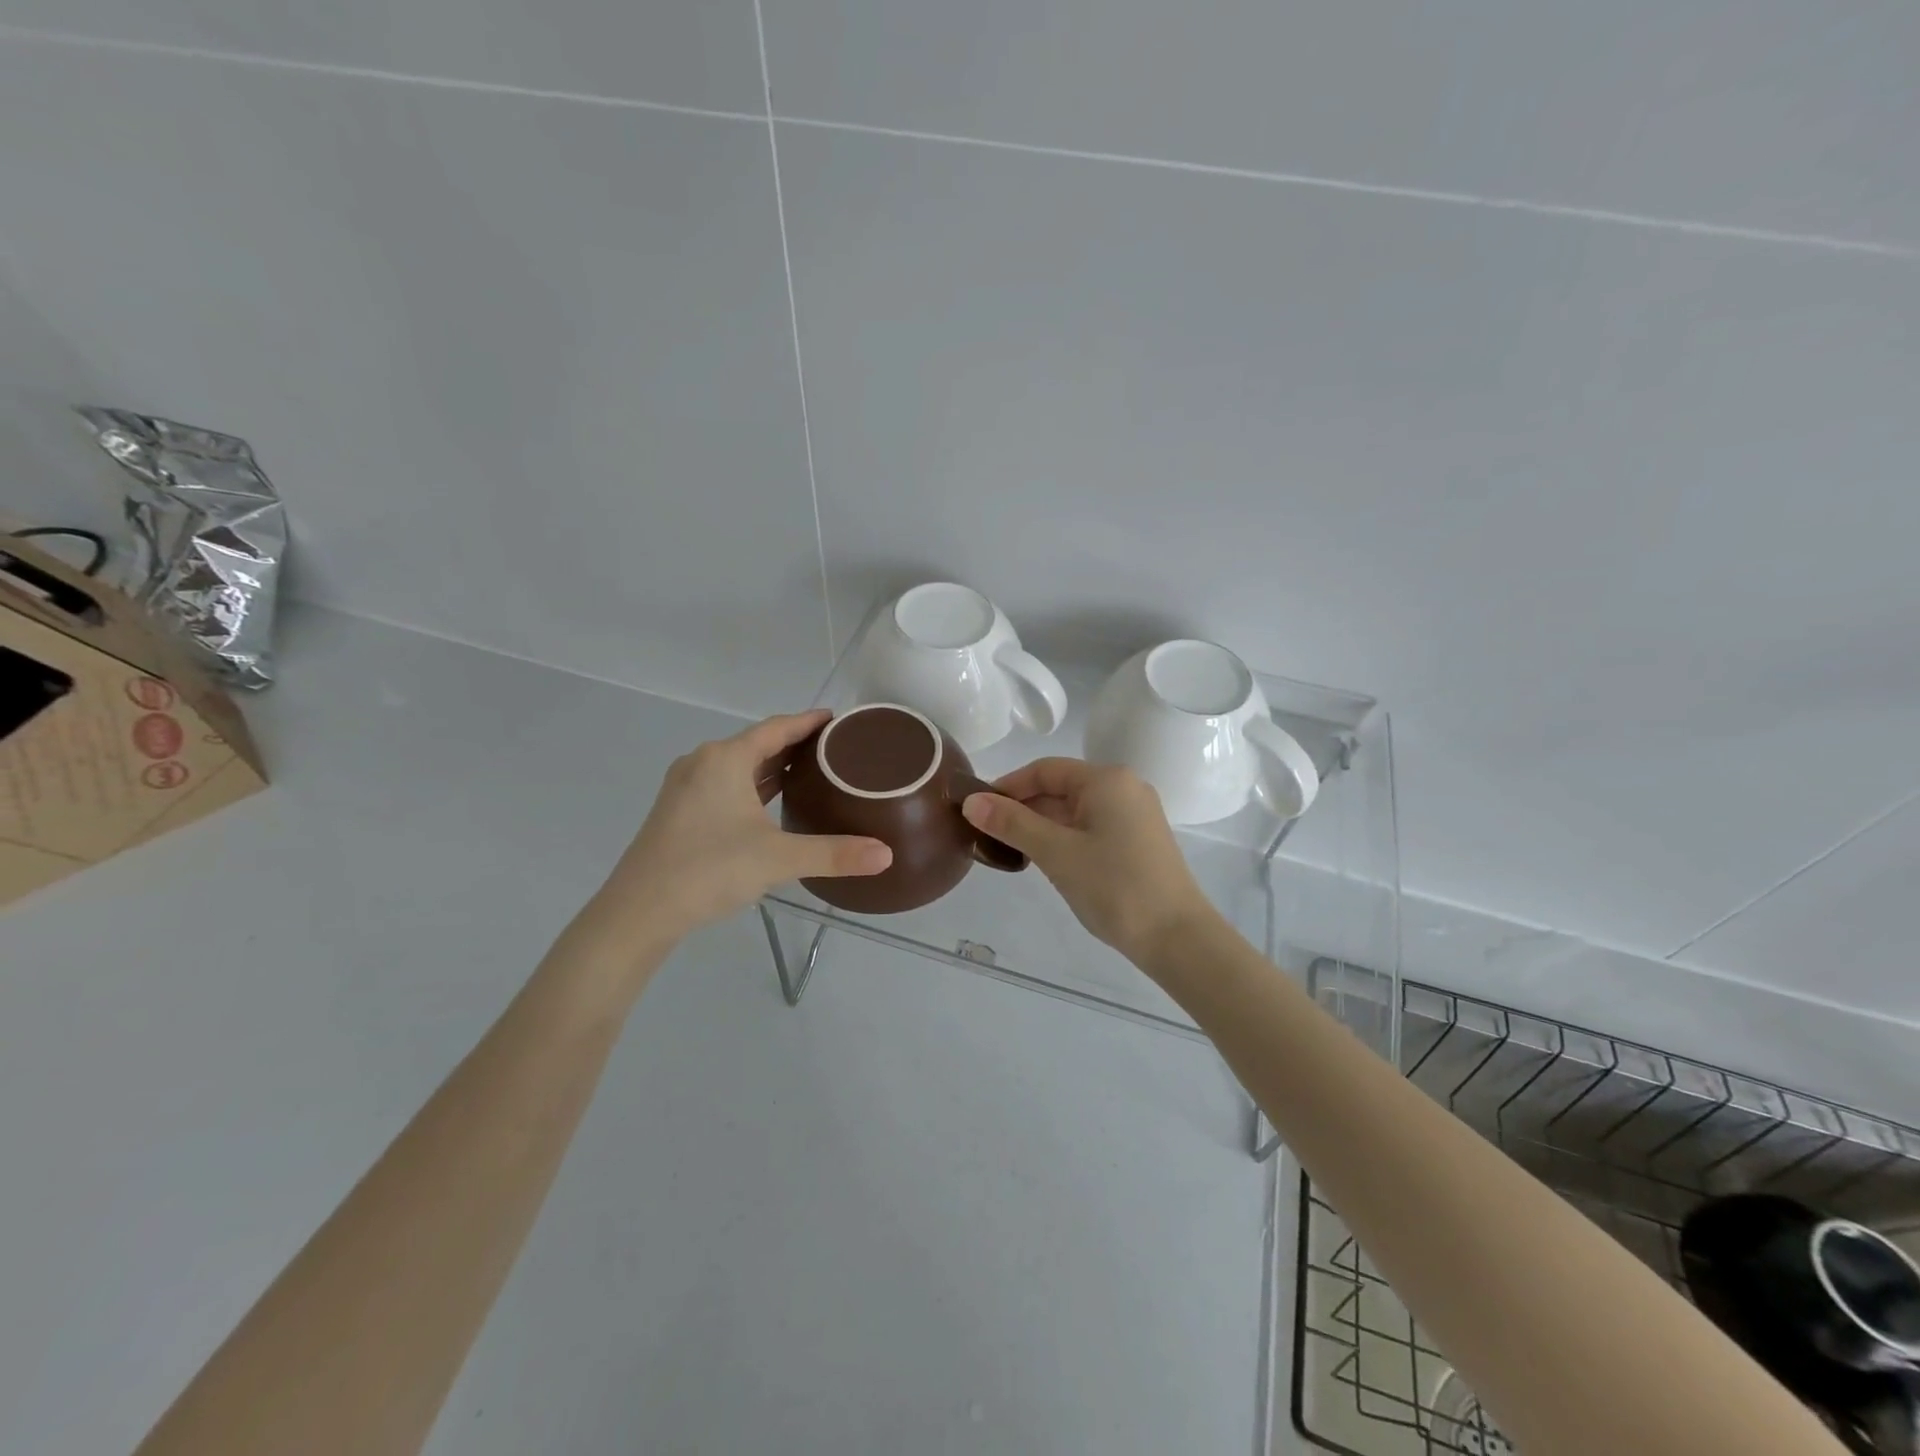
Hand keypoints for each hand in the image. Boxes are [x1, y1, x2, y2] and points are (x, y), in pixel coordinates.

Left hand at [586, 711, 891, 947]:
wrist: (638, 911)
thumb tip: (886, 855)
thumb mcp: (778, 859)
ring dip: (771, 766)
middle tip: (833, 751)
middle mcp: (702, 762)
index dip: (809, 722)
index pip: (777, 728)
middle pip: (757, 743)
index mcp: (725, 759)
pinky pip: (723, 784)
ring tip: (809, 773)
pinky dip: (751, 785)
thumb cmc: (709, 869)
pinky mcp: (677, 811)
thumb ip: (834, 854)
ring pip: (738, 765)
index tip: (837, 720)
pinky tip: (768, 803)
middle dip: (794, 744)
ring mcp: (685, 787)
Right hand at [961, 758, 1214, 964]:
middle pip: (1060, 787)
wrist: (1177, 938)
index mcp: (1106, 780)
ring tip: (1008, 850)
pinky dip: (1064, 838)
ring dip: (1041, 825)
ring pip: (1075, 810)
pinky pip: (1091, 827)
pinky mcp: (1138, 841)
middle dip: (1023, 808)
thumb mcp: (1056, 853)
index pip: (1045, 770)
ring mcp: (1135, 815)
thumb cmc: (1114, 887)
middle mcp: (1124, 788)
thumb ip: (1012, 824)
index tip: (977, 810)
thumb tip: (970, 801)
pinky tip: (1044, 861)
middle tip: (987, 834)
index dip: (1008, 786)